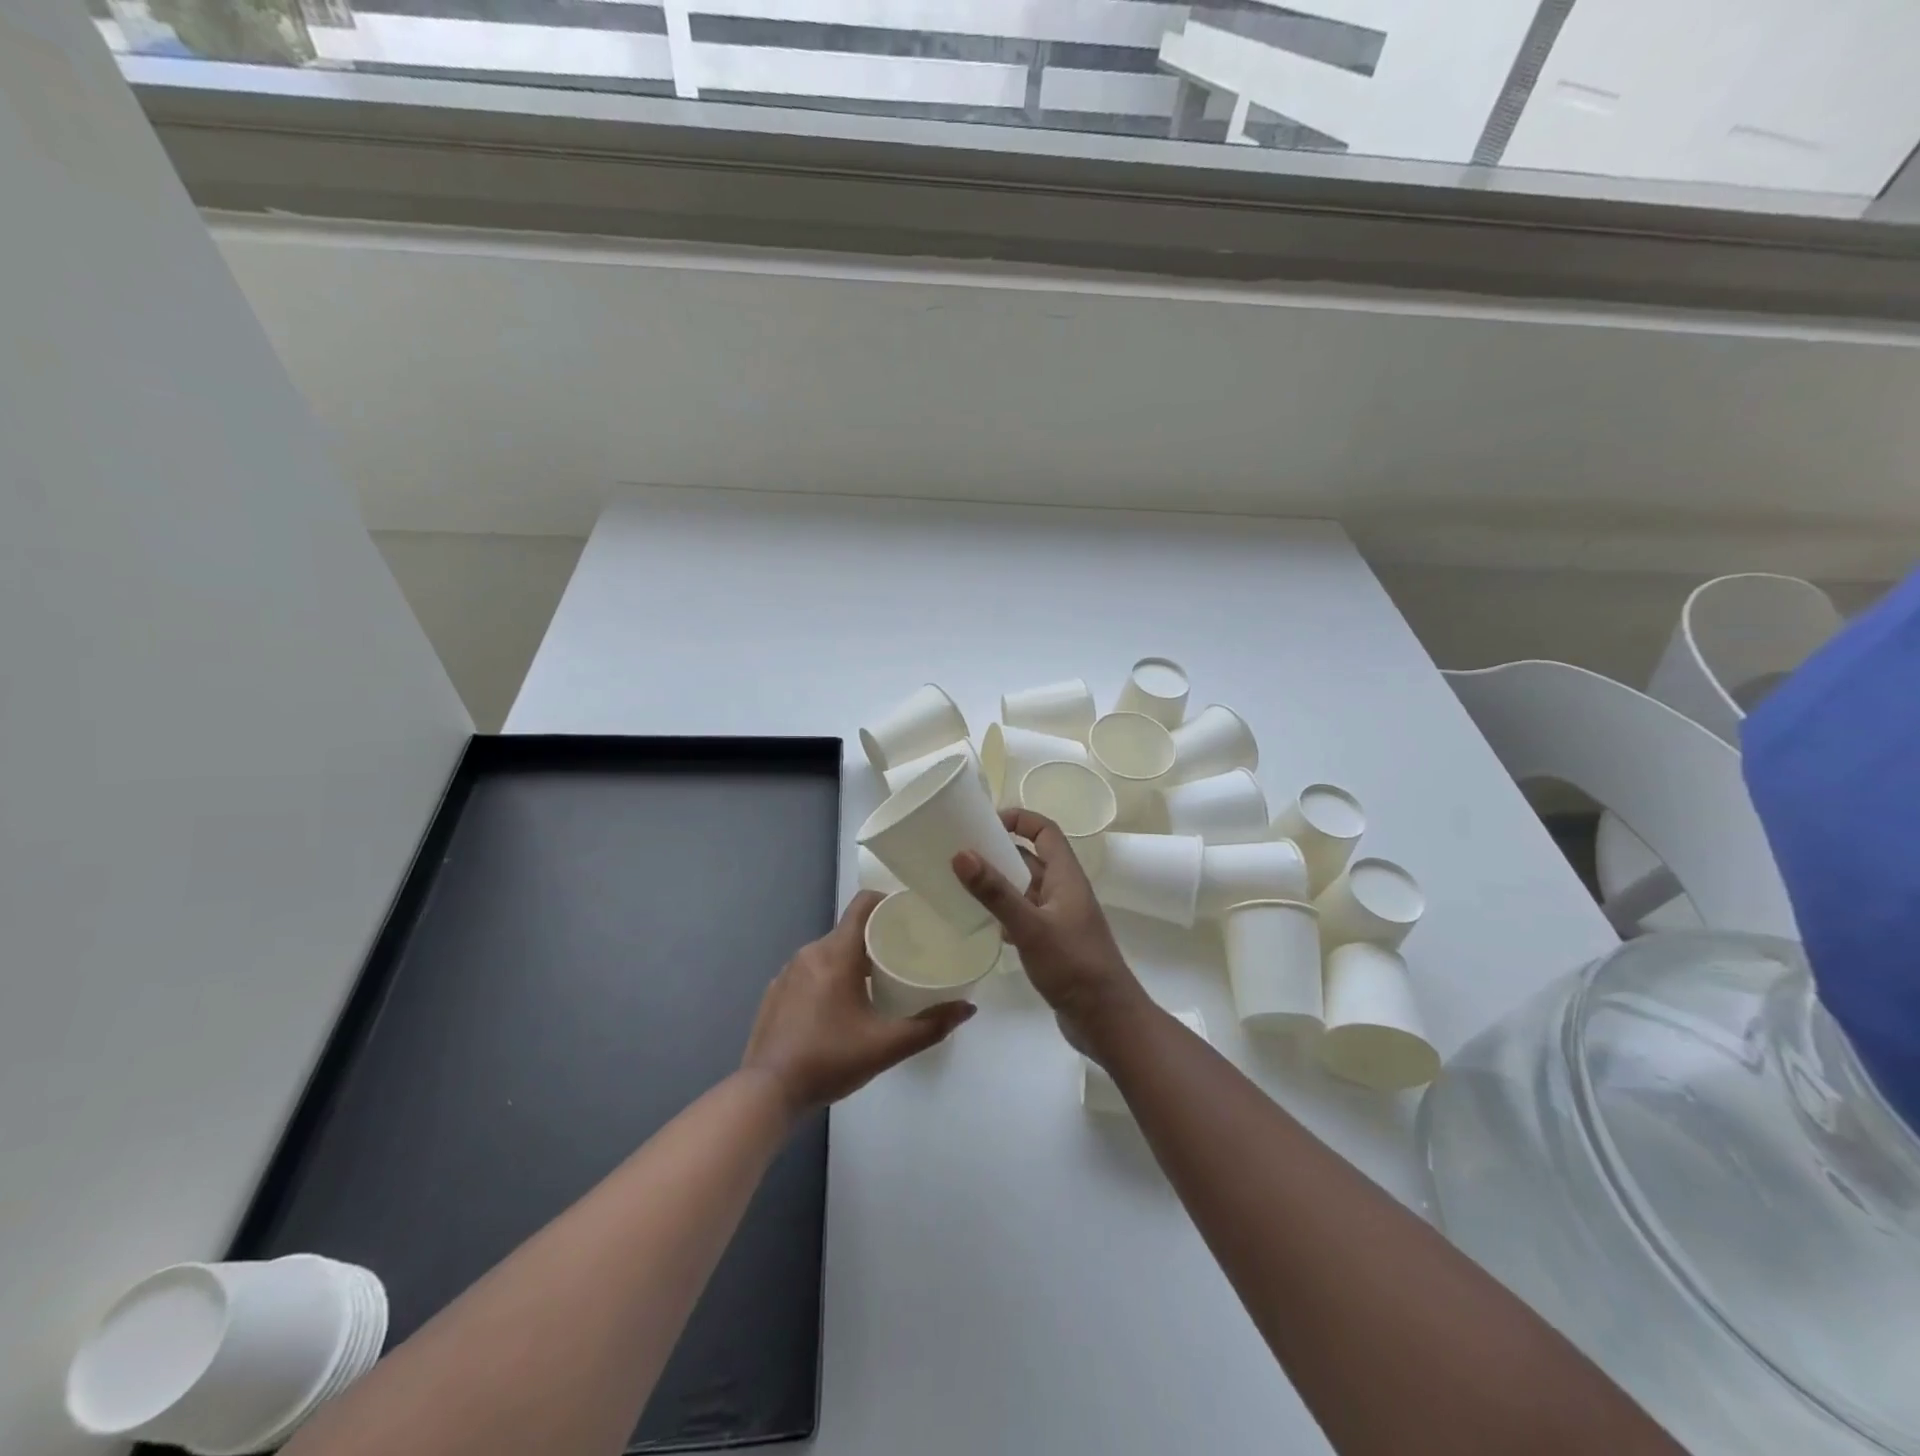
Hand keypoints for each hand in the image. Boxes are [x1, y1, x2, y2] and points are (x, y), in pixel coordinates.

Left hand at [742, 890, 973, 1114]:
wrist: (766, 1093)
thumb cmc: (829, 1060)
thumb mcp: (886, 1046)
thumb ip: (930, 1026)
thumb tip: (968, 1008)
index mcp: (837, 953)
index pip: (864, 903)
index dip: (889, 901)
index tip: (912, 915)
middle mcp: (811, 952)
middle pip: (851, 929)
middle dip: (878, 937)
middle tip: (906, 955)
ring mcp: (788, 971)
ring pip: (830, 951)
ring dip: (854, 959)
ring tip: (879, 981)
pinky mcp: (776, 991)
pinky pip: (811, 970)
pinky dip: (830, 977)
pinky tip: (841, 1005)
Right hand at [953, 810, 1147, 1055]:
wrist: (1106, 1020)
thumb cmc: (1073, 965)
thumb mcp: (1029, 926)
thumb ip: (995, 892)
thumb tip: (961, 853)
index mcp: (1066, 877)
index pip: (1045, 831)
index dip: (1019, 819)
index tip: (984, 824)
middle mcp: (1064, 891)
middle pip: (1032, 858)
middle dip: (1000, 851)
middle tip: (962, 854)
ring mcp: (1060, 919)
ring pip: (1027, 889)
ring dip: (1000, 884)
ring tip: (963, 886)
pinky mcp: (1055, 944)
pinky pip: (1026, 916)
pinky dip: (1006, 914)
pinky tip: (985, 925)